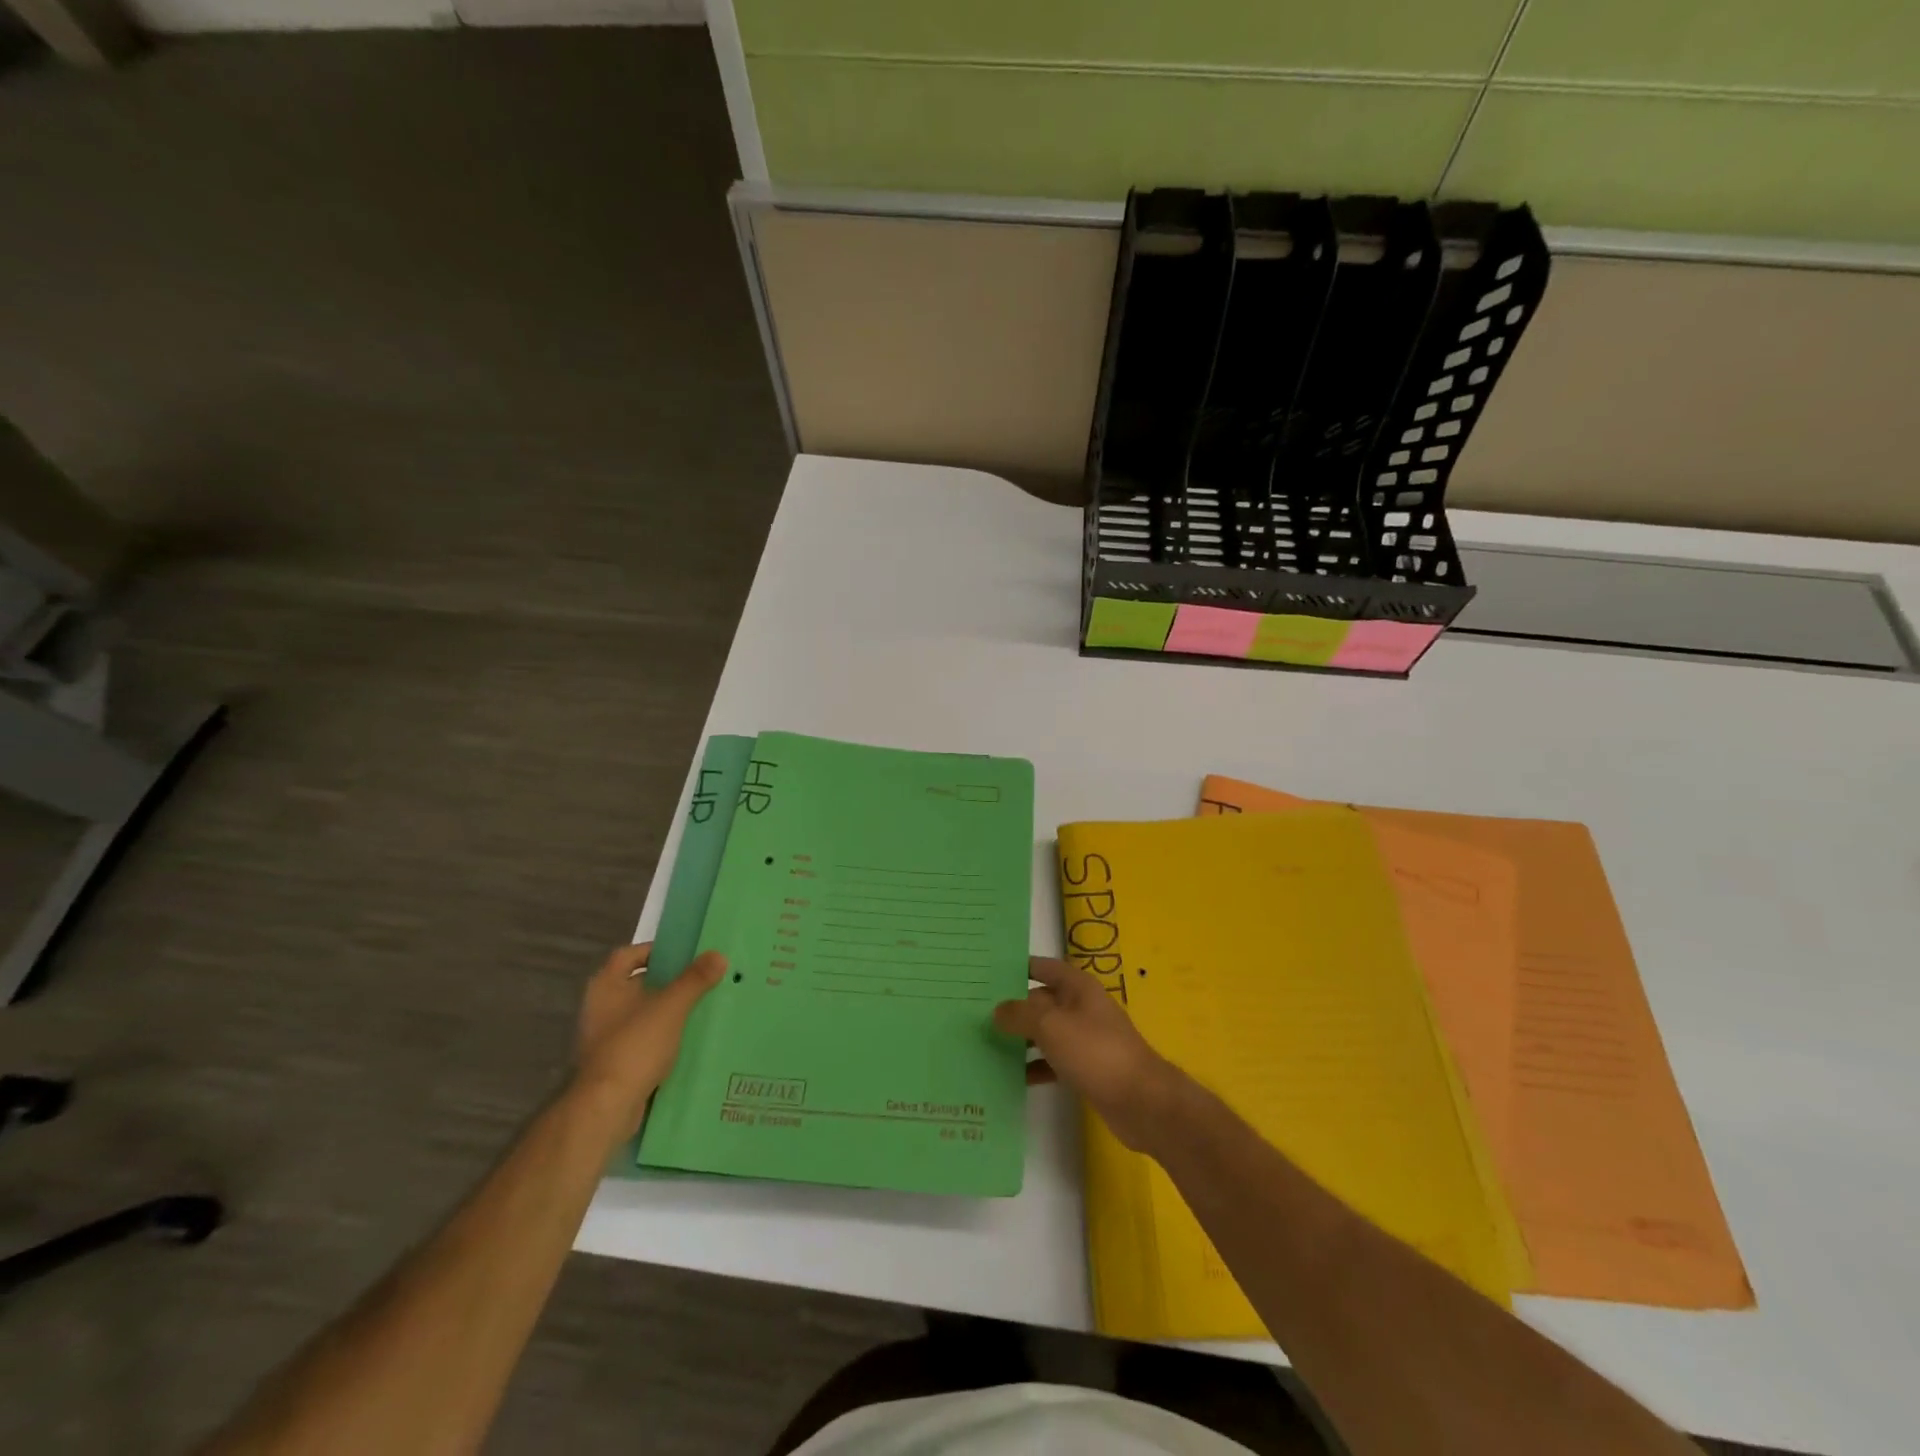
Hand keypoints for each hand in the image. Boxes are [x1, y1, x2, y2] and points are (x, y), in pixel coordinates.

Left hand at [575, 942, 726, 1134]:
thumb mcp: (671, 1007)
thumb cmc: (635, 1045)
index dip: (655, 950)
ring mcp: (605, 1036)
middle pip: (638, 983)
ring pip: (643, 1013)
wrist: (607, 1106)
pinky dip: (663, 1036)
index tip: (684, 954)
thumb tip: (718, 955)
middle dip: (668, 981)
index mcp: (606, 986)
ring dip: (667, 1010)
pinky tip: (688, 1039)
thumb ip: (695, 980)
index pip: (629, 954)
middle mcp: (601, 1007)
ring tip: (701, 1006)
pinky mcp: (615, 1062)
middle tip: (701, 977)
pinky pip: (643, 1039)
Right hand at [993, 956, 1188, 1151]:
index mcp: (1078, 987)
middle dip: (1014, 1006)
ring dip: (1021, 1038)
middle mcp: (1082, 1007)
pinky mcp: (1086, 1068)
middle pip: (1042, 1000)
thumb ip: (1021, 1014)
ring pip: (1046, 1032)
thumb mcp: (1051, 1026)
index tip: (988, 972)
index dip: (1019, 967)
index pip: (1043, 967)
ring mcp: (1085, 1039)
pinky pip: (1053, 1061)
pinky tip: (1012, 1076)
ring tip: (985, 1044)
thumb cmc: (1096, 1052)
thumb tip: (997, 1009)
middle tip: (977, 1013)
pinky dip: (1035, 1066)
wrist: (1141, 1102)